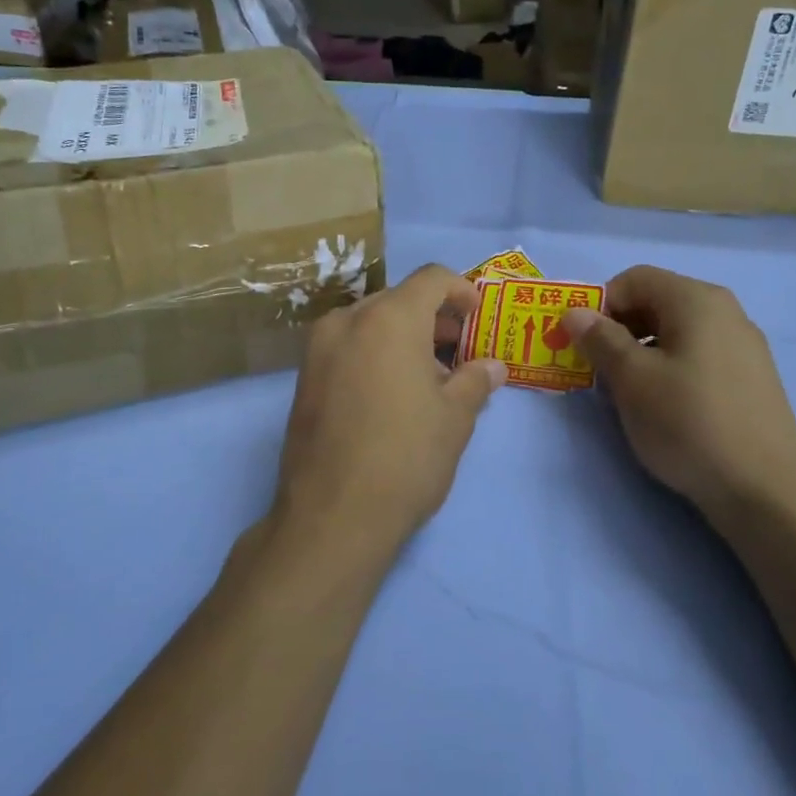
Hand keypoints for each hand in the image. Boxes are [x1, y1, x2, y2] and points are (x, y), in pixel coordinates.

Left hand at [267, 264, 506, 576]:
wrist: (332, 517)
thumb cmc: (406, 457)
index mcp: (389, 318)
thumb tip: (492, 367)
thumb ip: (475, 380)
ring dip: (404, 337)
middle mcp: (347, 321)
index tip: (477, 316)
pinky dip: (375, 354)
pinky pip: (348, 348)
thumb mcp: (454, 419)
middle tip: (460, 350)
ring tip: (430, 377)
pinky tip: (393, 393)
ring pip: (370, 324)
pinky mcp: (303, 379)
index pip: (431, 278)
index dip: (461, 290)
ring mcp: (318, 349)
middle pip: (398, 300)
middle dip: (433, 318)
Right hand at [562, 266, 795, 519]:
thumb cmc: (688, 423)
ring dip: (642, 351)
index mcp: (696, 300)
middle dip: (619, 329)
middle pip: (657, 301)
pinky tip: (665, 407)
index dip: (600, 305)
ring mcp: (744, 345)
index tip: (582, 344)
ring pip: (676, 331)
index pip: (634, 279)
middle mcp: (725, 311)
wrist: (764, 490)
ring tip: (628, 393)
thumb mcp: (632, 379)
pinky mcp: (751, 378)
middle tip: (598, 370)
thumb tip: (575, 312)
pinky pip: (698, 355)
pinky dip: (670, 368)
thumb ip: (600, 339)